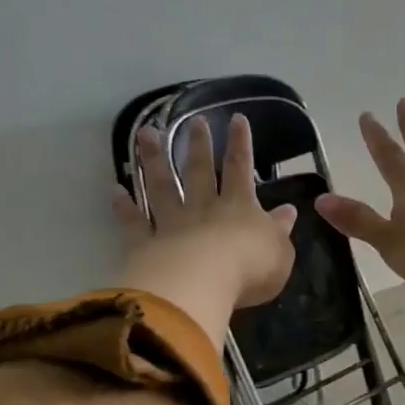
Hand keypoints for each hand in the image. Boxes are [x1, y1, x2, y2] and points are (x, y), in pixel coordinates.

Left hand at [112, 115, 298, 345]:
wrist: (202, 285)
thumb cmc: (249, 269)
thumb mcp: (279, 252)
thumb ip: (280, 231)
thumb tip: (288, 212)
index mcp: (238, 207)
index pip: (240, 169)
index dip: (240, 144)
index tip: (237, 119)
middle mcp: (203, 208)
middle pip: (198, 170)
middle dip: (198, 144)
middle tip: (195, 121)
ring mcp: (171, 223)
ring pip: (162, 186)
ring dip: (154, 160)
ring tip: (146, 133)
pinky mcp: (146, 244)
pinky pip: (134, 222)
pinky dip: (125, 207)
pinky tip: (116, 190)